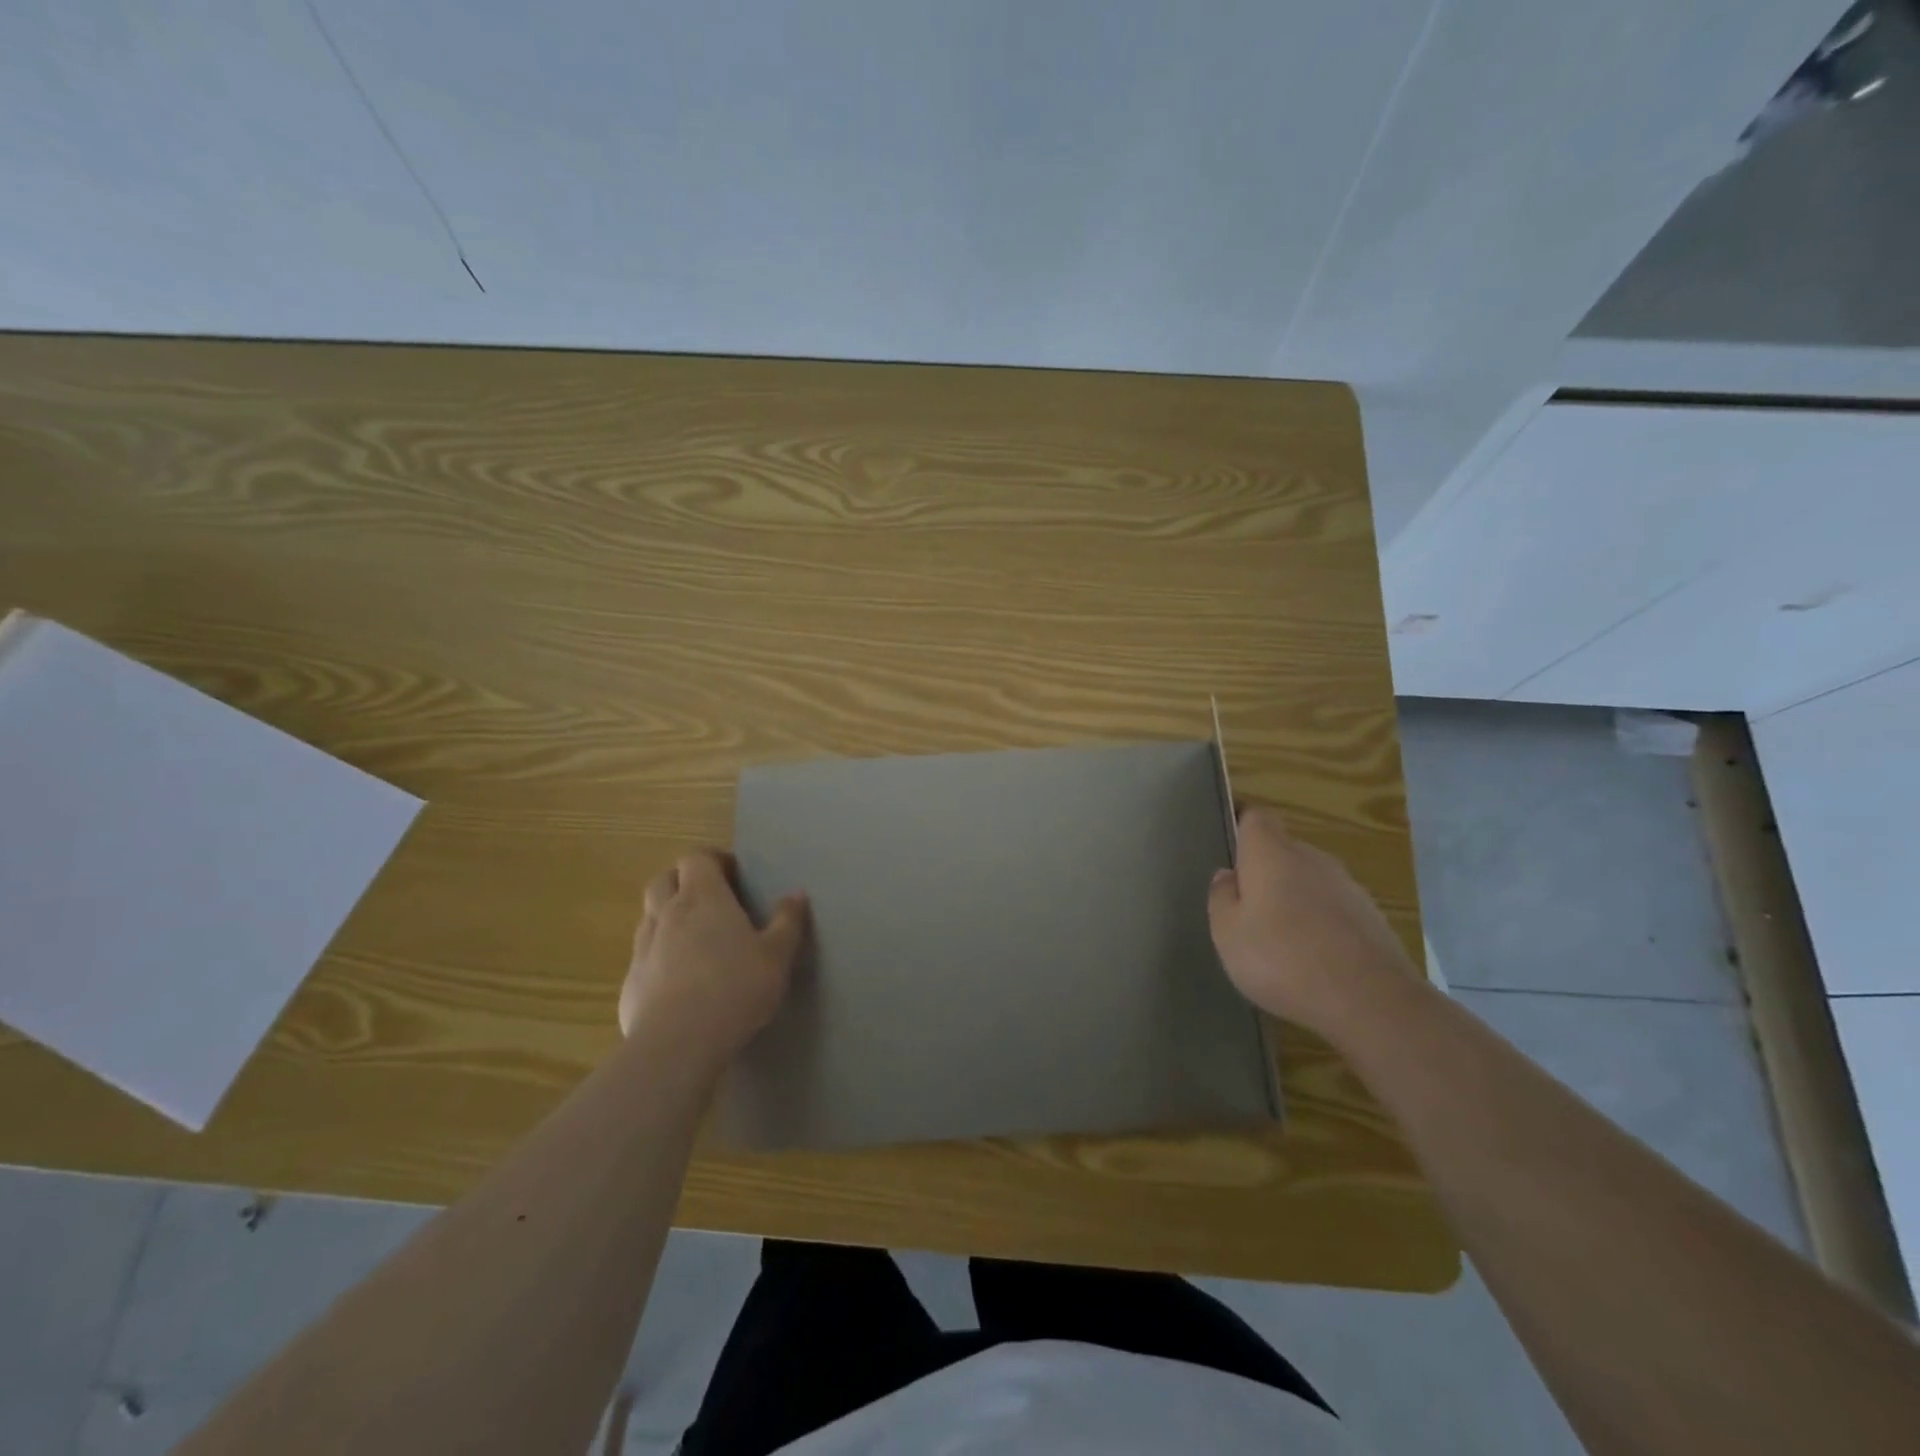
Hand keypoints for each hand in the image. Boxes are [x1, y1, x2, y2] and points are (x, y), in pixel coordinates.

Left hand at [618, 850, 808, 1065]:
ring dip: (668, 918)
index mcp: (703, 898)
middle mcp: (667, 914)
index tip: (732, 874)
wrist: (678, 1043)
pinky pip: (643, 957)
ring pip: (649, 917)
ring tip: (695, 939)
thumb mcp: (777, 956)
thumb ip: (788, 922)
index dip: (712, 860)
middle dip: (682, 881)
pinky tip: (679, 982)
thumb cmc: (736, 988)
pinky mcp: (630, 983)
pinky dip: (659, 957)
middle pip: (663, 879)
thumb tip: (797, 894)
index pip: (696, 858)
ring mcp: (643, 948)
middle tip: (709, 899)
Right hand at [1207, 806, 1414, 1032]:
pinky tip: (1313, 961)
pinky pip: (1334, 910)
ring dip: (1294, 901)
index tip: (1229, 853)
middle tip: (1247, 911)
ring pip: (1310, 882)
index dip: (1241, 828)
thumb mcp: (1227, 933)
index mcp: (1271, 853)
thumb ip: (1221, 898)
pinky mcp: (1373, 918)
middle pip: (1283, 852)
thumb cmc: (1283, 958)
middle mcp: (1312, 858)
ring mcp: (1348, 887)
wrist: (1371, 1000)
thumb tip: (1227, 876)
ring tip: (1280, 942)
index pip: (1255, 818)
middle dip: (1265, 873)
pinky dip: (1321, 926)